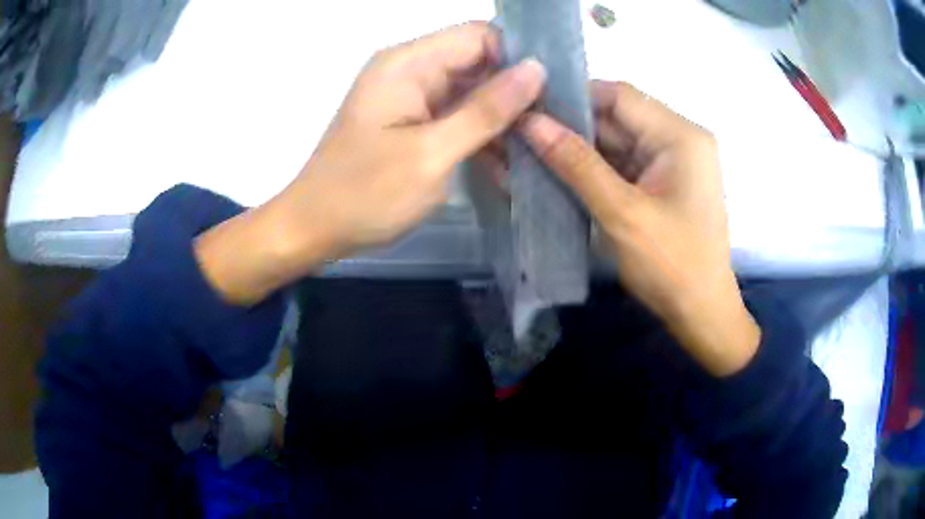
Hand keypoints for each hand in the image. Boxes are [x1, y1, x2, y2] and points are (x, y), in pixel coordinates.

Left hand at [195, 22, 545, 304]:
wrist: (313, 229)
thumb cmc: (365, 194)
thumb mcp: (432, 154)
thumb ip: (486, 109)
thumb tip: (536, 69)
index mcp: (408, 64)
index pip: (479, 36)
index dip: (516, 58)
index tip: (550, 95)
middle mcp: (410, 70)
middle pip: (477, 63)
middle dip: (515, 93)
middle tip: (549, 131)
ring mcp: (410, 97)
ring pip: (472, 92)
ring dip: (500, 121)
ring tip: (533, 154)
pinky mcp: (412, 121)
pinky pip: (457, 116)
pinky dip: (480, 137)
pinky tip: (504, 166)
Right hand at [518, 81, 759, 376]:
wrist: (700, 314)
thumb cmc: (671, 265)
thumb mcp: (622, 213)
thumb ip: (576, 164)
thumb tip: (530, 123)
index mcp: (680, 136)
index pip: (620, 96)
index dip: (574, 96)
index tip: (529, 107)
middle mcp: (678, 139)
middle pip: (617, 117)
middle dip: (571, 125)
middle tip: (520, 132)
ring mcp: (669, 162)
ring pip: (615, 141)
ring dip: (577, 149)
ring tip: (529, 151)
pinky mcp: (660, 183)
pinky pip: (621, 164)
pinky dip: (592, 169)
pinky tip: (557, 172)